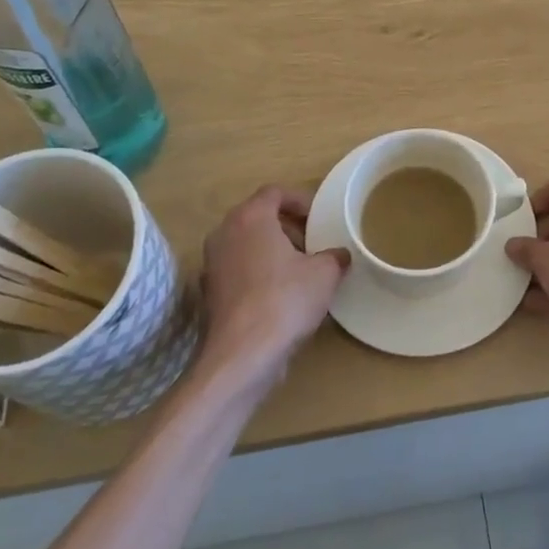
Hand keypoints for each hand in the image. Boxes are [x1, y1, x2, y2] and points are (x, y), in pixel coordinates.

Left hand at [199, 186, 347, 392]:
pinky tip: (278, 296)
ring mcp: (211, 264)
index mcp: (251, 217)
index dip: (299, 200)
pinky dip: (256, 274)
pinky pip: (236, 270)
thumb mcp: (324, 274)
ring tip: (297, 270)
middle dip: (285, 226)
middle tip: (310, 242)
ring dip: (270, 250)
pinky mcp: (208, 294)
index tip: (317, 217)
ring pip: (244, 244)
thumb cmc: (285, 300)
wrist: (242, 356)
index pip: (274, 192)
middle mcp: (224, 233)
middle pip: (257, 217)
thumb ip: (334, 256)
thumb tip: (340, 255)